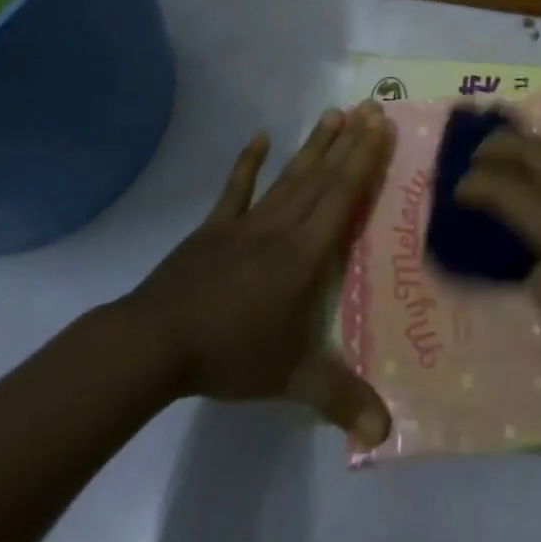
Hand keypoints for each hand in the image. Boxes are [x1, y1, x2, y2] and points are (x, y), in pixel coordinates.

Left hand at [115, 103, 395, 447]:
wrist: (155, 344)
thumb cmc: (230, 353)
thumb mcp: (290, 379)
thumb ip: (339, 399)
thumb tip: (385, 435)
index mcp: (305, 253)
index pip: (343, 197)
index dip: (365, 160)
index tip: (381, 126)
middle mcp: (282, 227)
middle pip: (322, 176)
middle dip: (350, 141)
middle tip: (372, 106)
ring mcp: (246, 224)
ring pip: (289, 176)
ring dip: (314, 144)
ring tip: (334, 112)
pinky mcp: (214, 229)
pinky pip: (236, 189)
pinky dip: (248, 162)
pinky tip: (260, 136)